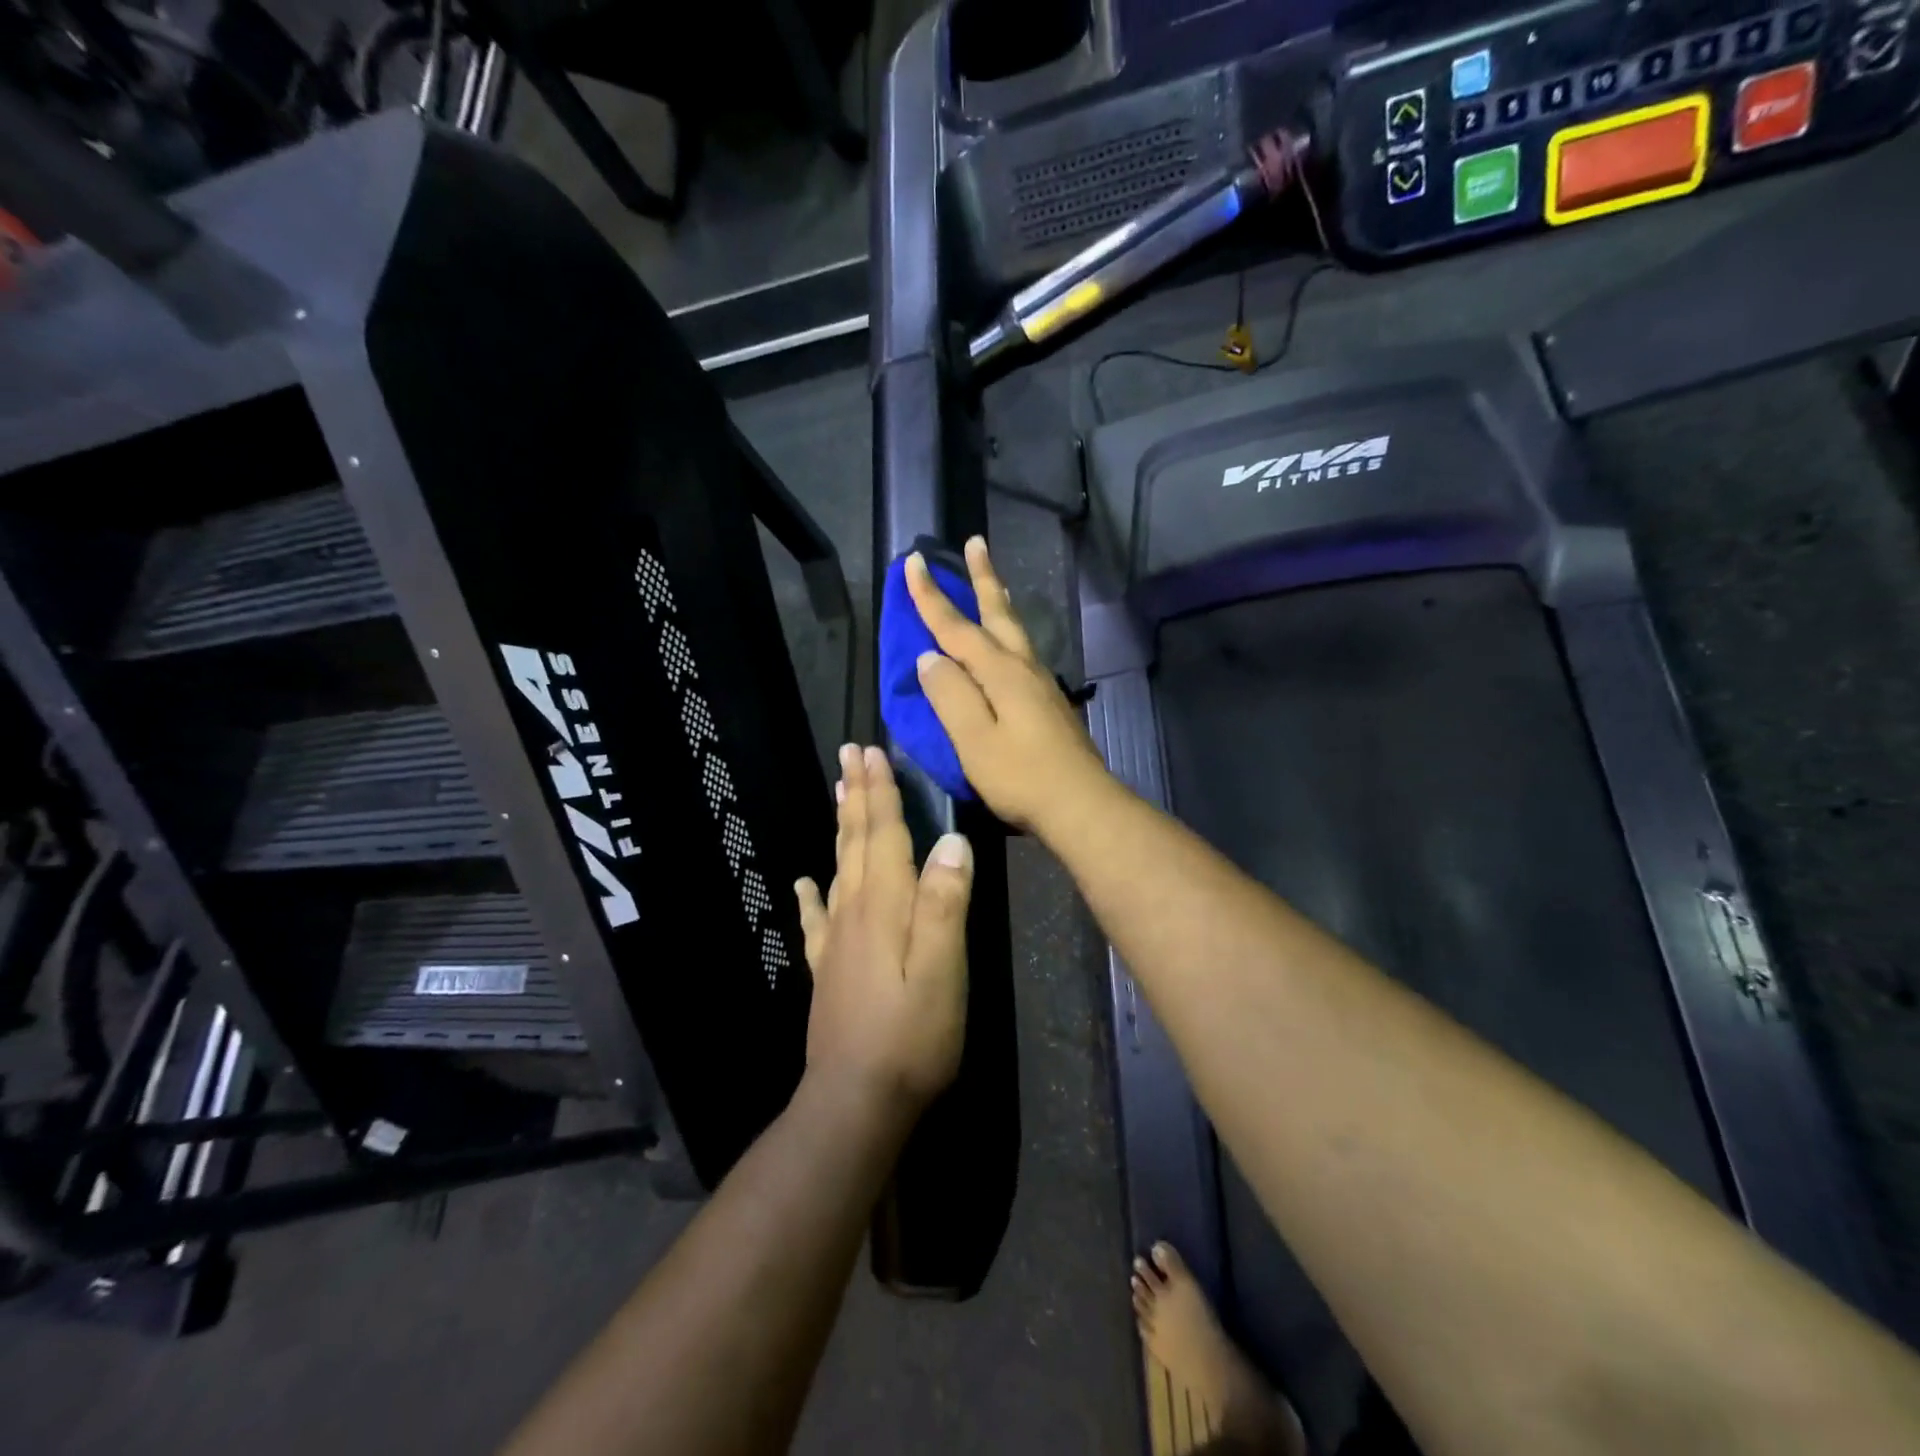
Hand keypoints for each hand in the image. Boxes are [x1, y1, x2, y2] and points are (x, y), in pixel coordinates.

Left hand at [794, 744, 972, 1116]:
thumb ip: (946, 903)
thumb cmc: (913, 1034)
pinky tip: (804, 881)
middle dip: (857, 795)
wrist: (857, 1099)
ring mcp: (836, 940)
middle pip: (856, 841)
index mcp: (885, 906)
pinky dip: (811, 893)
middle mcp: (855, 911)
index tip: (871, 752)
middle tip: (849, 754)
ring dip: (841, 827)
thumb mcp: (943, 969)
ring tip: (838, 793)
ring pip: (839, 867)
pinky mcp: (827, 968)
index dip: (880, 792)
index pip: (883, 834)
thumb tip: (951, 841)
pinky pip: (817, 917)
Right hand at [906, 537, 1112, 834]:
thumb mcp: (973, 740)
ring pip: (1016, 631)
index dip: (931, 596)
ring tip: (994, 582)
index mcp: (1000, 673)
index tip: (913, 562)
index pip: (956, 627)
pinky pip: (1022, 652)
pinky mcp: (1049, 703)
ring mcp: (1041, 685)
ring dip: (1000, 601)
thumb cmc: (1021, 777)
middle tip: (975, 542)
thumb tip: (930, 658)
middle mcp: (1023, 668)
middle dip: (983, 577)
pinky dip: (1008, 634)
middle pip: (998, 613)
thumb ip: (950, 696)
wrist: (1081, 805)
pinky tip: (1007, 645)